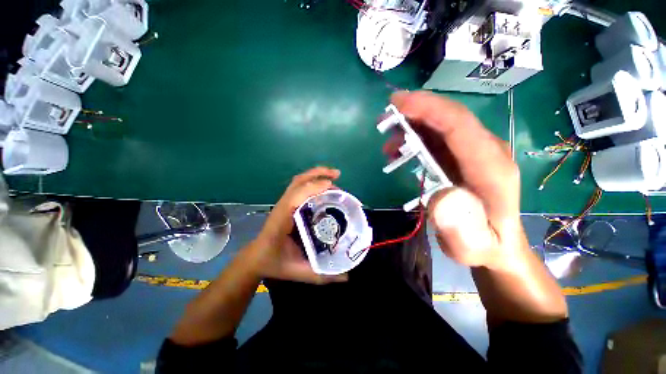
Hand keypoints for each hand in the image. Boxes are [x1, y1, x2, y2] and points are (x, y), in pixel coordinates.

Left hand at [247, 167, 347, 283]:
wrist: (256, 257)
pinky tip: (324, 187)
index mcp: (282, 220)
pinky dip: (313, 181)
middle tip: (337, 175)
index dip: (313, 189)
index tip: (332, 187)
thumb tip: (347, 277)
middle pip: (298, 182)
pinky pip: (299, 187)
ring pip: (298, 181)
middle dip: (318, 174)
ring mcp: (284, 203)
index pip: (295, 198)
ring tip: (334, 176)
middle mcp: (282, 207)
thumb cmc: (274, 263)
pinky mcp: (287, 203)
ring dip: (316, 175)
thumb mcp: (297, 272)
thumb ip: (321, 275)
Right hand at [388, 91, 522, 269]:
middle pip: (450, 117)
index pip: (459, 125)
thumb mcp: (473, 247)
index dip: (428, 109)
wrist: (498, 245)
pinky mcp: (463, 157)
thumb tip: (441, 197)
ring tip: (388, 144)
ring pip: (441, 125)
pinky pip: (438, 137)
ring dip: (412, 126)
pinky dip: (416, 137)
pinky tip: (400, 150)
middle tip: (384, 120)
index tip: (398, 105)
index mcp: (491, 168)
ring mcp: (475, 152)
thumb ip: (462, 228)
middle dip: (415, 112)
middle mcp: (486, 151)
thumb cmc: (485, 246)